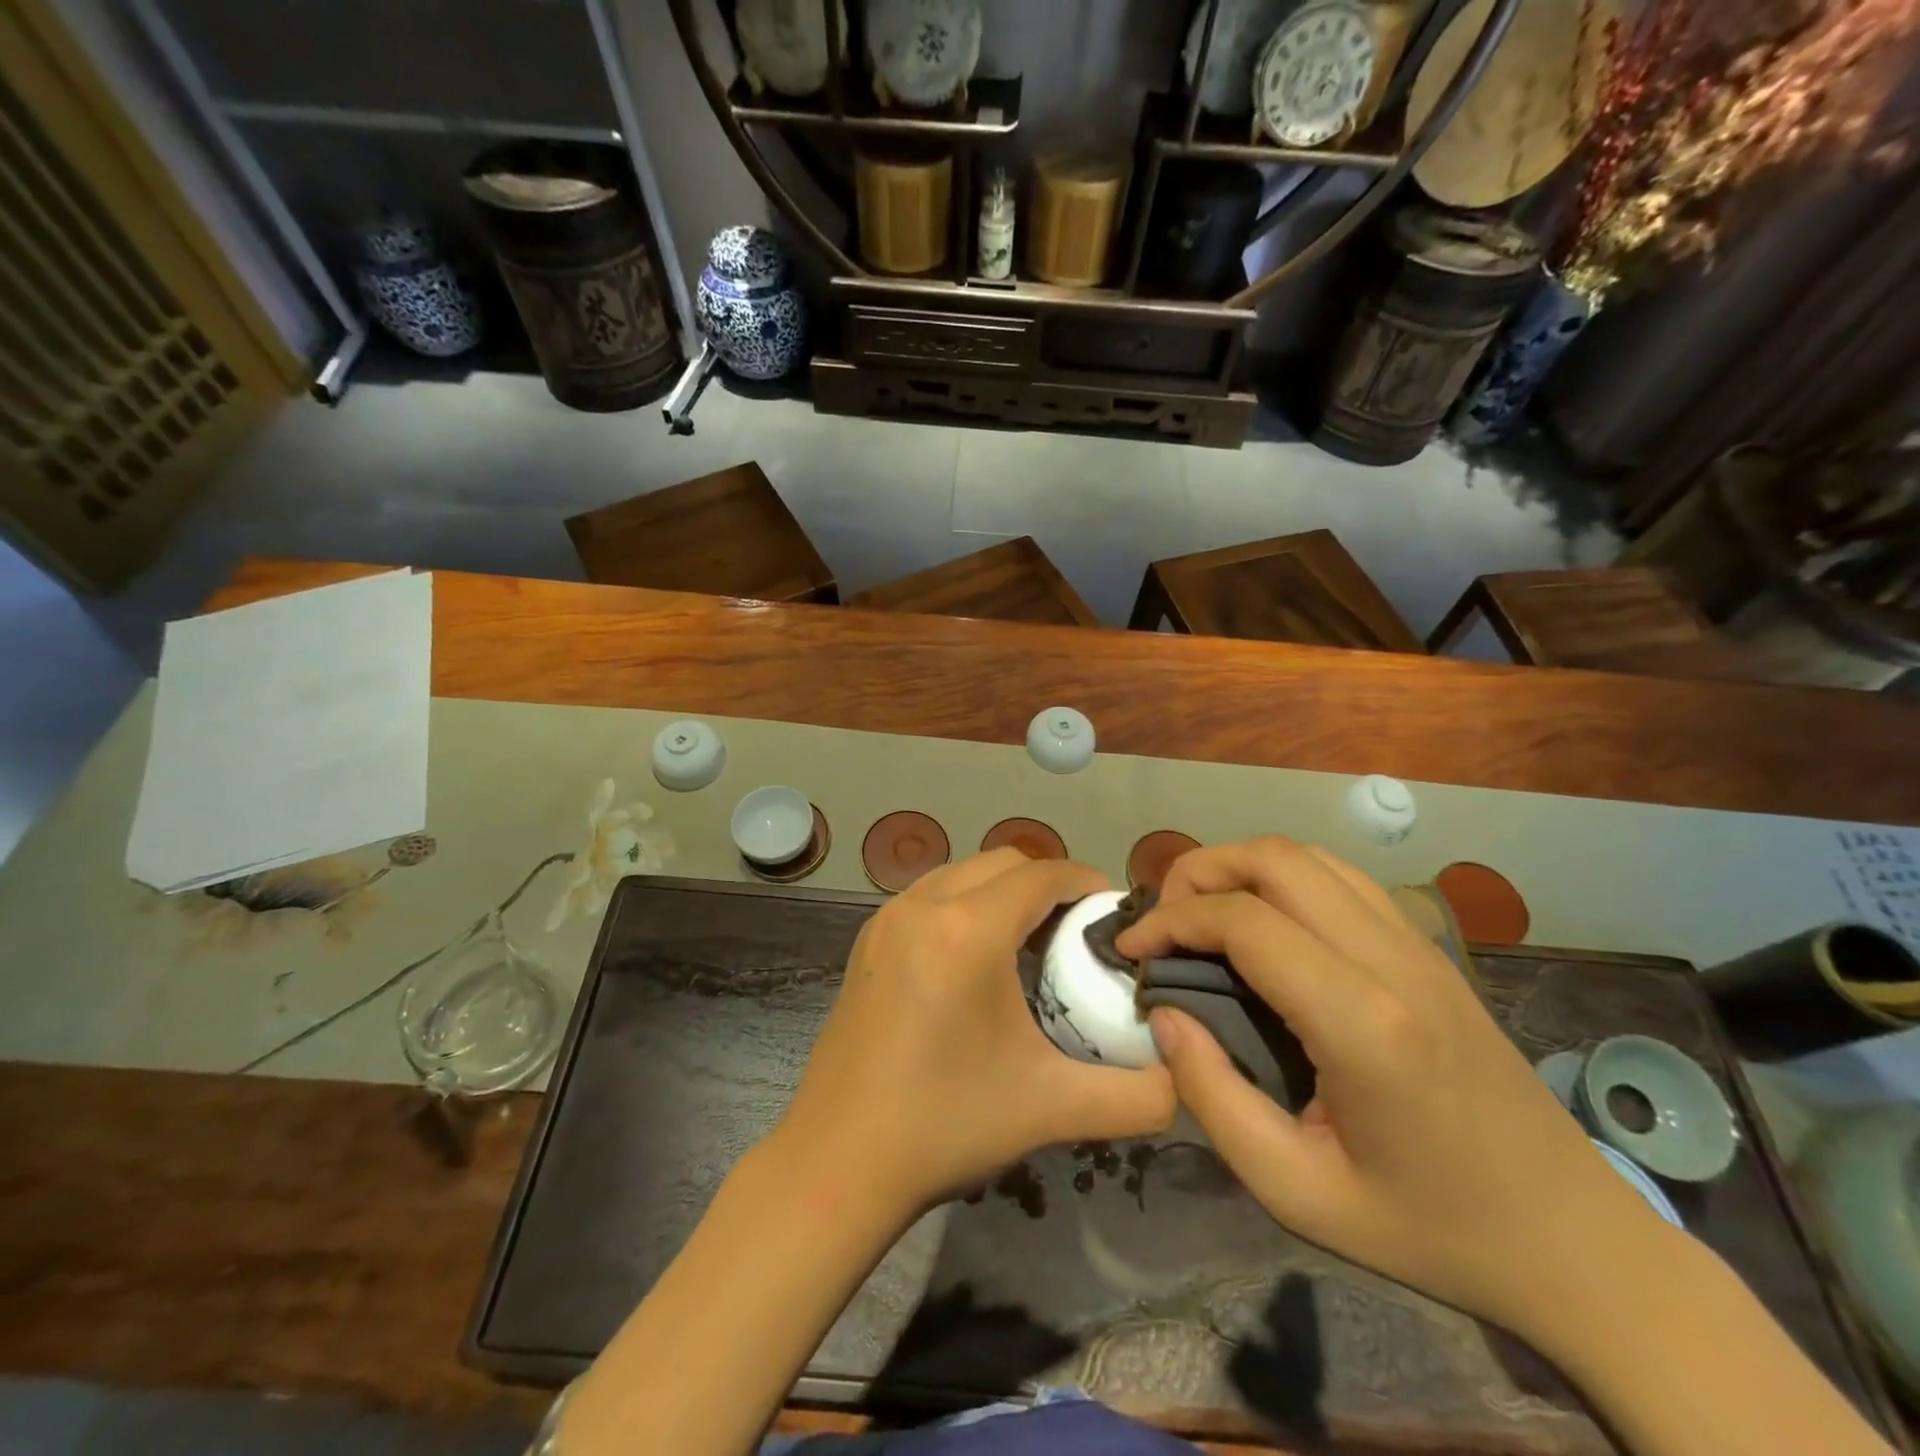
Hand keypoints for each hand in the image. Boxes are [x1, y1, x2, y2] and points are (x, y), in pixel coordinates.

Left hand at [779, 849, 1176, 1213]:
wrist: (837, 1162)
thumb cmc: (946, 1125)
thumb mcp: (1052, 1109)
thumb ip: (1137, 1096)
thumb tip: (1185, 1080)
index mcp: (967, 931)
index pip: (1041, 875)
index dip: (1085, 881)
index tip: (1113, 911)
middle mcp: (922, 906)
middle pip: (1002, 862)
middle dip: (1047, 883)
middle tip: (1077, 930)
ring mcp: (886, 919)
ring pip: (962, 871)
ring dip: (1002, 890)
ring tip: (1030, 940)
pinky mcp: (867, 940)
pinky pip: (930, 895)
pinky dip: (964, 903)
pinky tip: (976, 958)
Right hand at [1116, 837, 1681, 1340]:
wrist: (1573, 1240)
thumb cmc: (1429, 1227)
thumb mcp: (1298, 1193)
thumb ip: (1214, 1099)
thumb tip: (1164, 1016)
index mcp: (1363, 1022)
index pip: (1244, 921)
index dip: (1171, 920)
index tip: (1131, 950)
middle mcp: (1393, 961)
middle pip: (1275, 860)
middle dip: (1199, 872)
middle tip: (1162, 921)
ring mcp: (1420, 945)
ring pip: (1309, 856)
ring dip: (1241, 867)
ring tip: (1202, 915)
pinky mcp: (1430, 949)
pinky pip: (1341, 878)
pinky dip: (1283, 879)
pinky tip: (1264, 925)